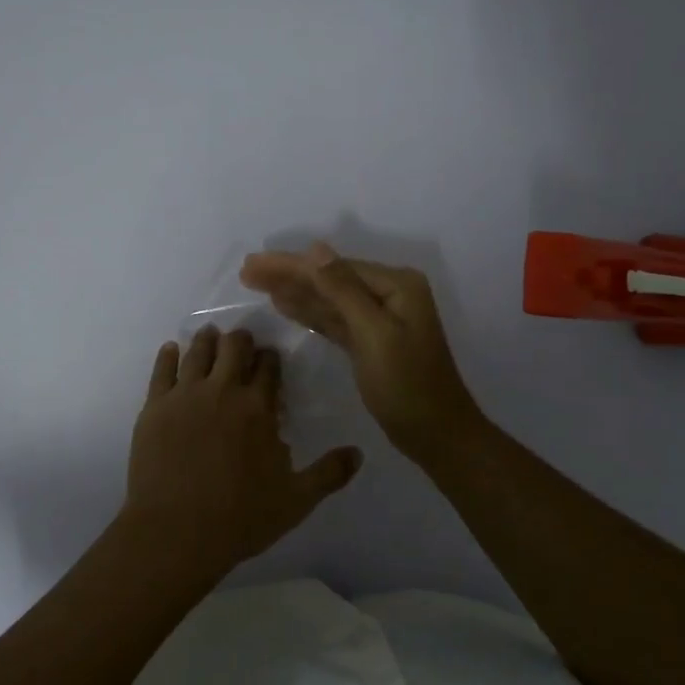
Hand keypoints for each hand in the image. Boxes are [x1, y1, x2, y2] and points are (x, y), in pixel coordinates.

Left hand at [123, 326, 362, 570]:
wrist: (175, 532)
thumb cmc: (239, 518)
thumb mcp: (295, 501)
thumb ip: (328, 474)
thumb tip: (359, 453)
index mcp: (257, 408)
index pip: (268, 367)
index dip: (270, 358)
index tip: (270, 357)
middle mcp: (222, 391)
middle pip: (233, 348)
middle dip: (240, 341)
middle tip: (241, 343)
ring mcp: (185, 395)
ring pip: (197, 351)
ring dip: (207, 340)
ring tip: (210, 334)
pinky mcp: (154, 407)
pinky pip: (161, 370)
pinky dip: (168, 355)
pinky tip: (172, 349)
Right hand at [239, 242, 483, 463]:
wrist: (437, 436)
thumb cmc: (407, 385)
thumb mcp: (373, 334)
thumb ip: (343, 290)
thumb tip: (315, 248)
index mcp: (396, 285)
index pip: (333, 267)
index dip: (291, 265)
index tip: (252, 263)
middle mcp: (389, 293)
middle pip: (329, 279)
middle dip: (289, 275)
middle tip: (246, 271)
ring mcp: (380, 318)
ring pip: (328, 299)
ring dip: (294, 291)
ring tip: (256, 283)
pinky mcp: (370, 341)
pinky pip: (334, 320)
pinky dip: (310, 313)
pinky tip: (284, 305)